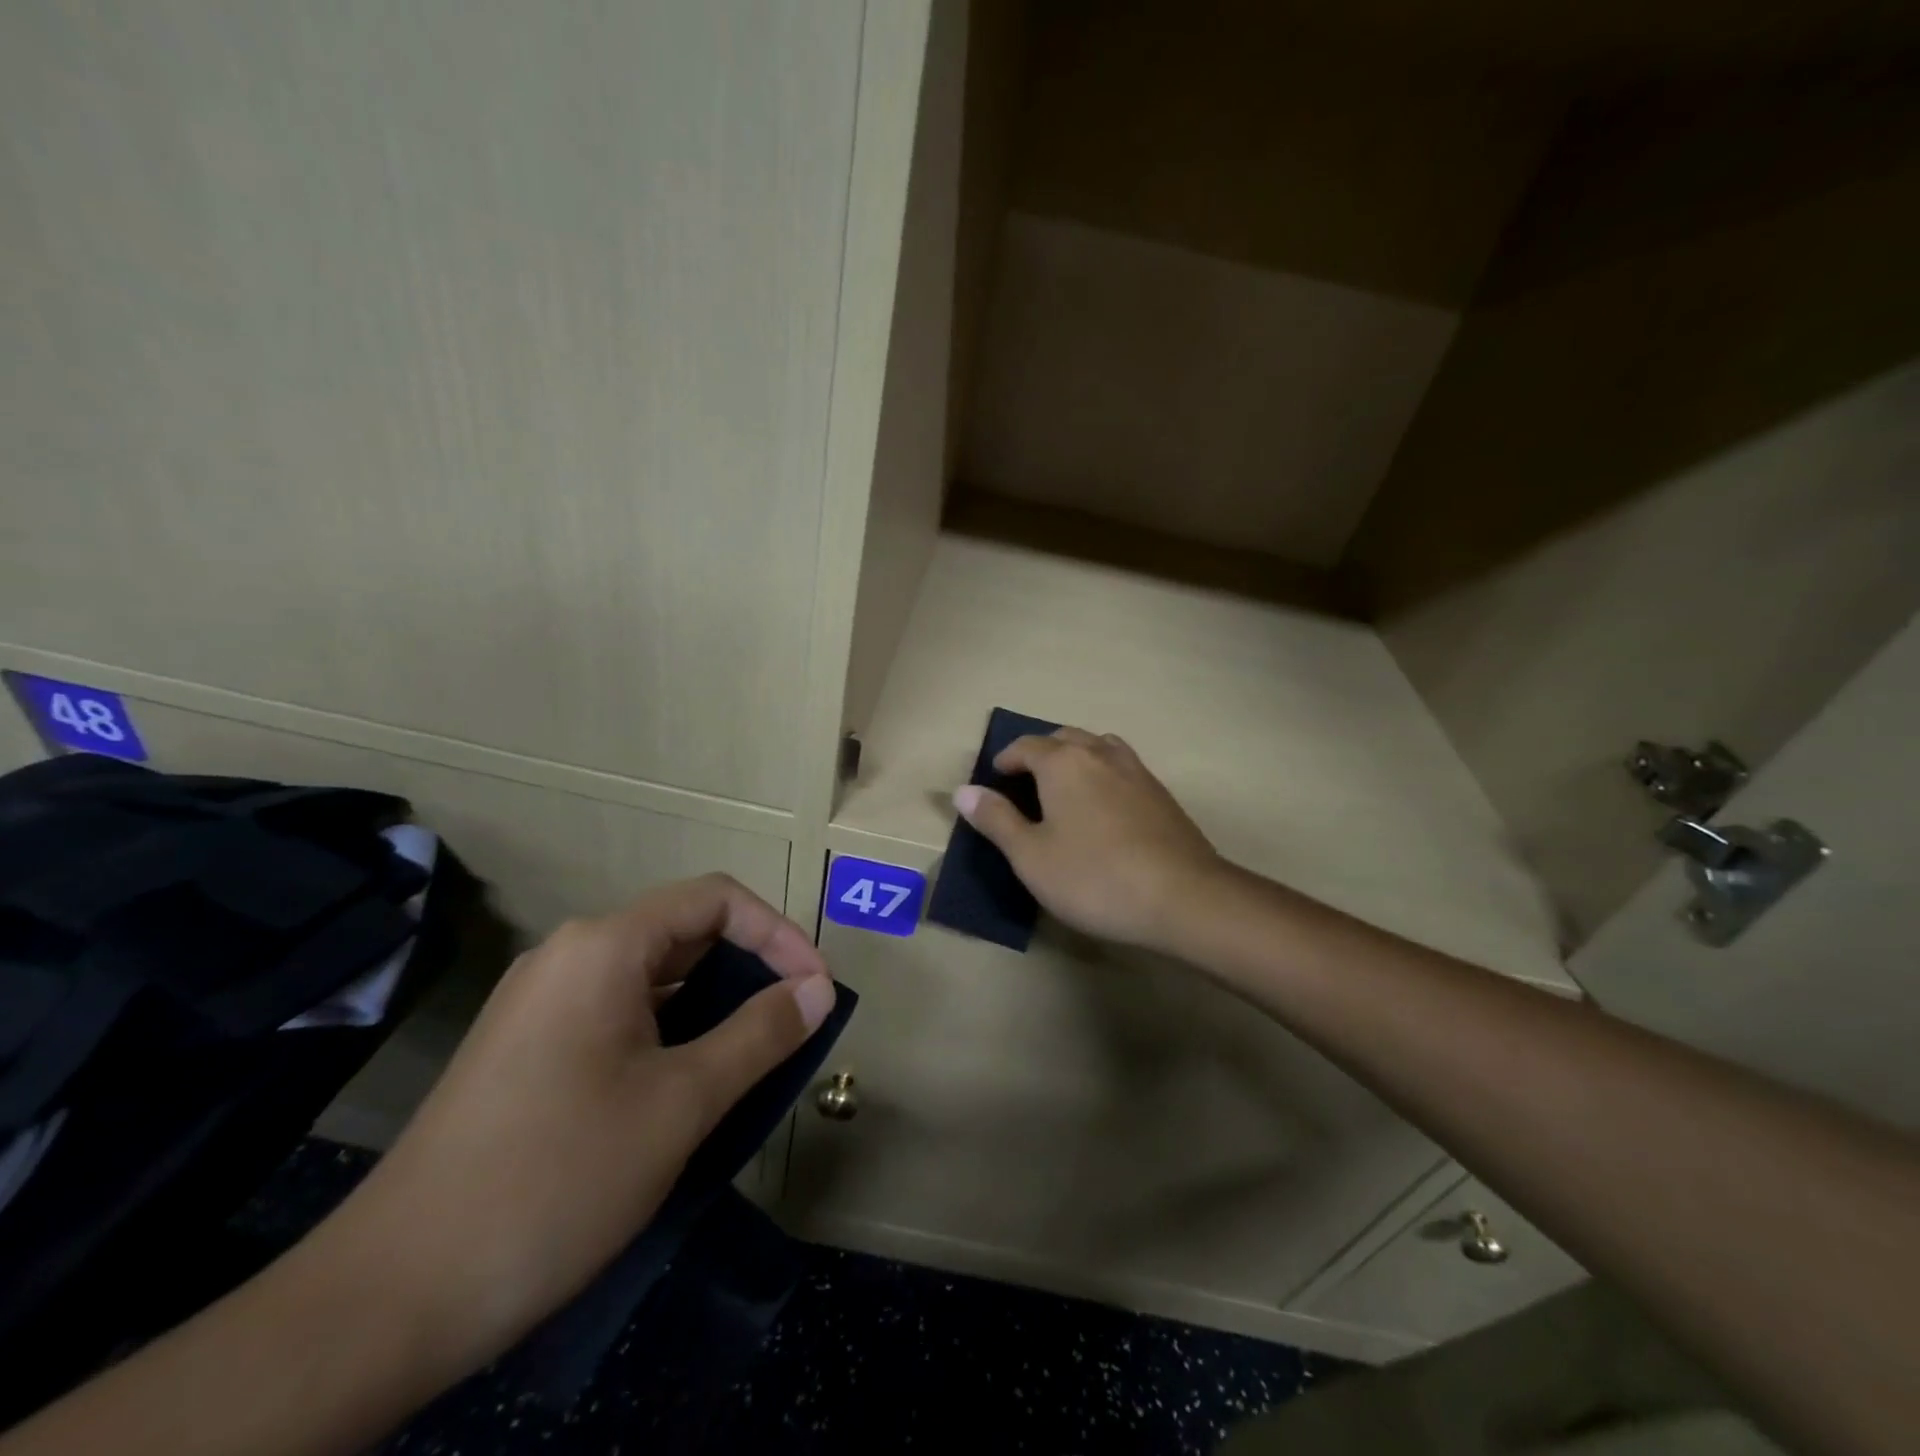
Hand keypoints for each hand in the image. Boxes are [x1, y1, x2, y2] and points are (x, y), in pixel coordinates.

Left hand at [311, 873, 835, 1376]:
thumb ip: (759, 1035)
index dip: (778, 933)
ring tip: (754, 1052)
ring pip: (653, 976)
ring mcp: (542, 1002)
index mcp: (603, 947)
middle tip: (794, 1021)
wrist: (388, 1298)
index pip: (715, 899)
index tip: (816, 988)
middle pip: (683, 931)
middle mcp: (569, 955)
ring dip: (713, 1002)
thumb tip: (819, 988)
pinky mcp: (528, 1047)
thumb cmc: (556, 1177)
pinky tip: (690, 1081)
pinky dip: (672, 1029)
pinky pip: (620, 1013)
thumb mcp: (680, 1103)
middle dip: (749, 967)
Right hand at [953, 726, 1222, 951]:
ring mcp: (1137, 771)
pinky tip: (1103, 807)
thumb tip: (963, 791)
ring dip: (1075, 756)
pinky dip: (1102, 773)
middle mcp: (1100, 754)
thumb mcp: (1030, 856)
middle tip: (1025, 781)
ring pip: (1098, 746)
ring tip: (1064, 787)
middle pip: (1064, 738)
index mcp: (1063, 763)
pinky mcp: (1161, 794)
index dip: (1005, 759)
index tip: (995, 778)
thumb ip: (996, 820)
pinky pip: (1122, 767)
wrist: (1183, 897)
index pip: (1026, 745)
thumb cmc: (1094, 877)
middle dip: (1040, 752)